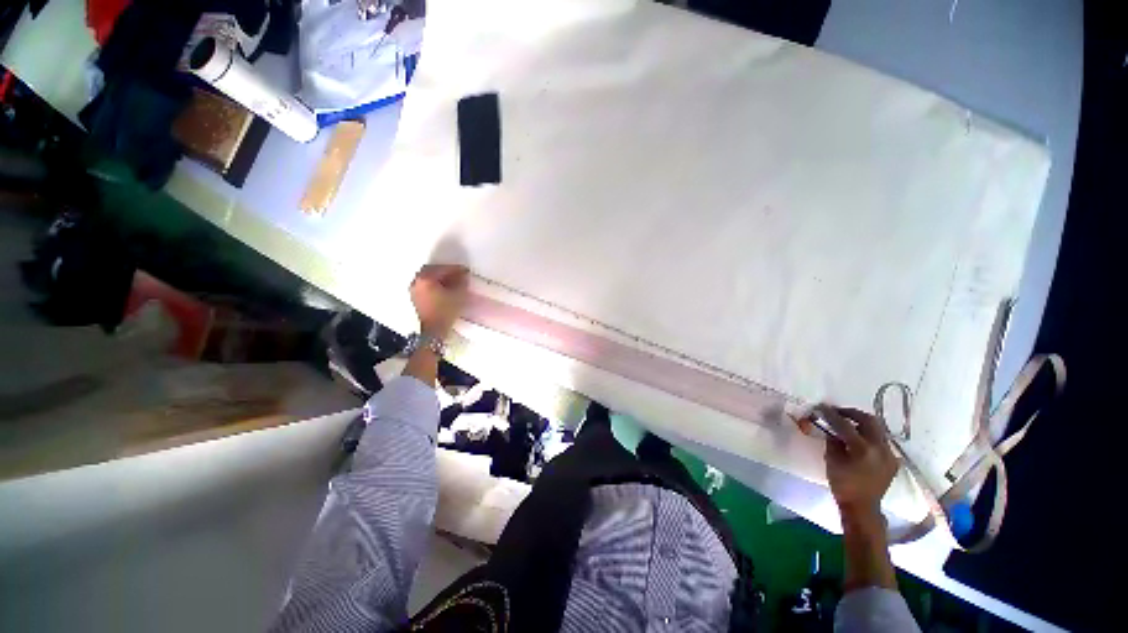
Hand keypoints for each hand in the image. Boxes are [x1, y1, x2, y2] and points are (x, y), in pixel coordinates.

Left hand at [410, 264, 468, 338]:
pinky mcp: (415, 298)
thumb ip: (461, 282)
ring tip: (452, 281)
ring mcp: (414, 290)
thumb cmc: (445, 313)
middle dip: (446, 271)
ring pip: (428, 277)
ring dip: (440, 277)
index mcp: (426, 279)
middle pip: (432, 270)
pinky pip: (426, 285)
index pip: (443, 269)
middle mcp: (417, 282)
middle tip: (458, 274)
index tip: (466, 271)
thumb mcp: (458, 296)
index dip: (456, 269)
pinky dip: (435, 284)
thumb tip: (463, 275)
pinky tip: (444, 289)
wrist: (434, 331)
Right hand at [817, 405, 898, 518]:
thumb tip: (831, 428)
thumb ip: (833, 441)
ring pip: (878, 429)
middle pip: (869, 421)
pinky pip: (881, 441)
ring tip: (849, 424)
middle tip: (839, 412)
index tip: (822, 407)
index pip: (846, 424)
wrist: (863, 506)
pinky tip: (860, 440)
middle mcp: (880, 448)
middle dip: (853, 413)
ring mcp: (890, 454)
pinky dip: (869, 436)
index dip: (832, 414)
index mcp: (863, 449)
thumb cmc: (843, 484)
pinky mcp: (893, 460)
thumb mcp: (832, 460)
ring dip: (862, 423)